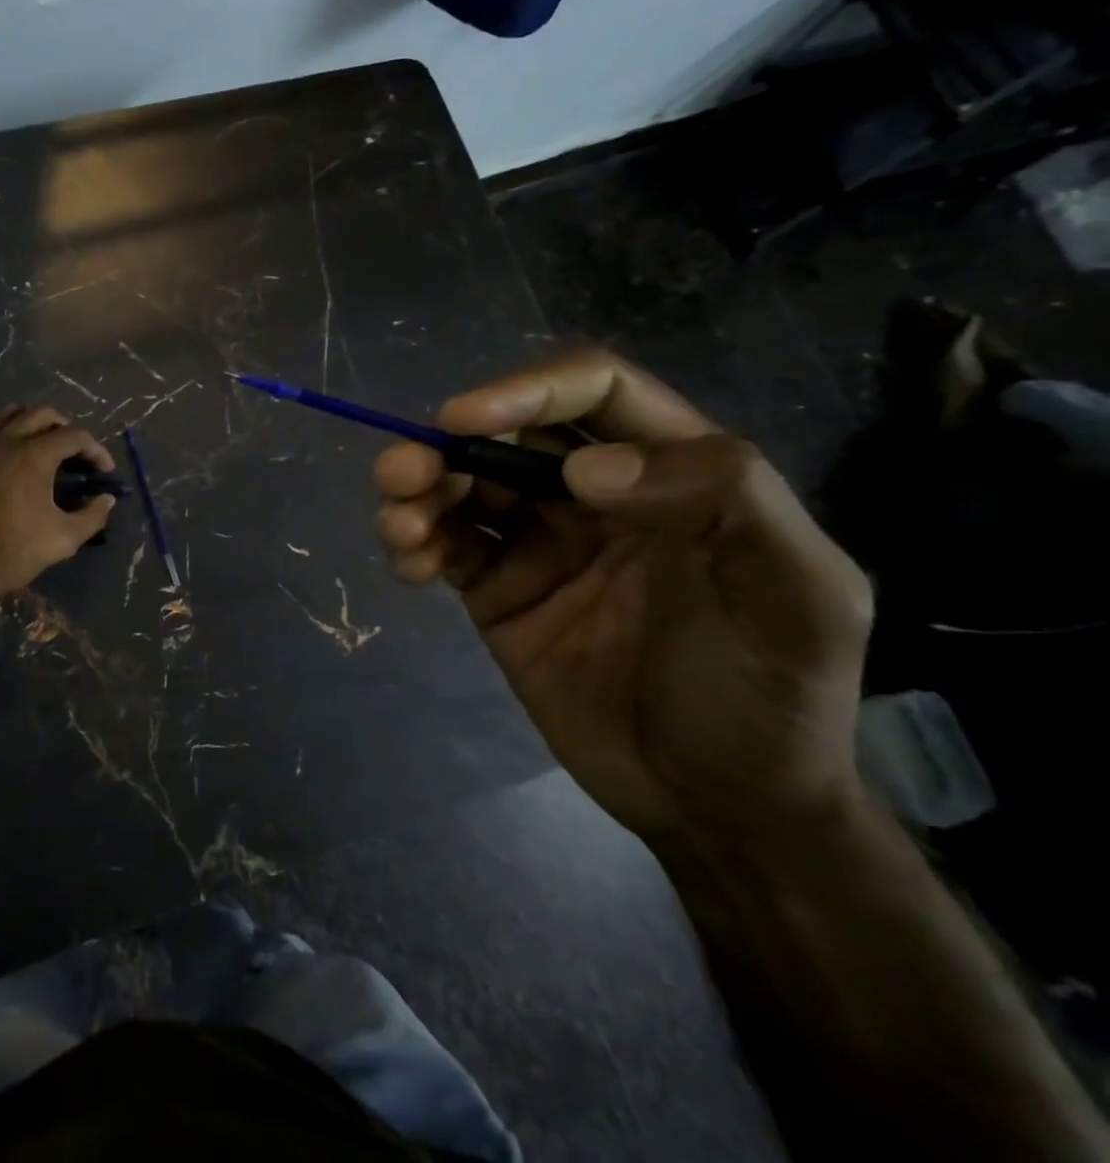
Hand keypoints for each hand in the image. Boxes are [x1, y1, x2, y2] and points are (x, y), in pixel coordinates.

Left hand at [0, 405, 116, 600]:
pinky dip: (2, 437)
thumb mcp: (64, 539)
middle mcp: (6, 441)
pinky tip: (7, 460)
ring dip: (31, 424)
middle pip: (41, 414)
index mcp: (35, 455)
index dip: (96, 450)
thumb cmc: (14, 551)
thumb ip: (92, 516)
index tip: (104, 470)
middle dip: (65, 427)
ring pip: (8, 415)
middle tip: (74, 452)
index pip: (75, 436)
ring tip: (41, 446)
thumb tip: (106, 499)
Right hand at [375, 349, 873, 844]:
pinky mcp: (498, 589)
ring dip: (417, 491)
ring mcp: (540, 543)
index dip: (526, 390)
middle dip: (445, 444)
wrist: (717, 808)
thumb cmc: (768, 697)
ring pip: (463, 487)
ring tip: (399, 528)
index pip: (593, 394)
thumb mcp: (797, 599)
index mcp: (671, 473)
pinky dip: (414, 543)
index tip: (463, 421)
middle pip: (507, 436)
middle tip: (401, 474)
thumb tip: (584, 470)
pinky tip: (408, 565)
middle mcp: (596, 496)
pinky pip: (445, 546)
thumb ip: (723, 503)